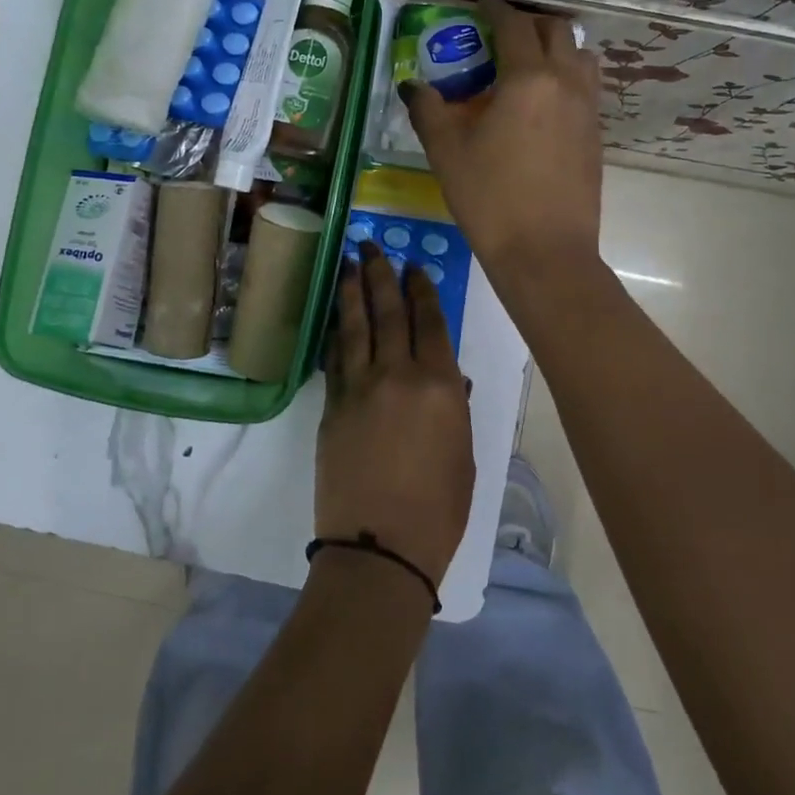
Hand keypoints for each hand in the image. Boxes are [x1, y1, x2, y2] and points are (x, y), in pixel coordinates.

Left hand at [316, 242, 475, 585]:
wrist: (380, 547)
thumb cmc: (438, 509)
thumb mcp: (463, 453)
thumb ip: (452, 406)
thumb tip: (445, 377)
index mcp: (439, 384)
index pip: (429, 321)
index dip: (421, 289)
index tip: (414, 266)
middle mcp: (397, 374)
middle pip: (388, 312)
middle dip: (381, 274)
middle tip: (373, 247)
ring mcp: (359, 387)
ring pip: (355, 326)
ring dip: (352, 291)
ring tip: (349, 262)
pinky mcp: (331, 405)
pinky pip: (335, 357)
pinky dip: (336, 332)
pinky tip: (335, 317)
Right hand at [404, 0, 602, 277]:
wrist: (544, 252)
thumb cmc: (490, 198)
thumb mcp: (447, 152)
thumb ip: (429, 110)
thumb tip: (414, 87)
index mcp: (528, 78)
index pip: (514, 25)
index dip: (494, 8)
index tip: (478, 4)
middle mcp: (566, 82)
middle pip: (556, 30)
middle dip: (528, 22)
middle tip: (500, 35)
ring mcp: (588, 108)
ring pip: (581, 55)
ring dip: (556, 47)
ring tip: (528, 64)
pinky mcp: (595, 134)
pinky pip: (587, 86)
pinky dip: (568, 76)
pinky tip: (543, 102)